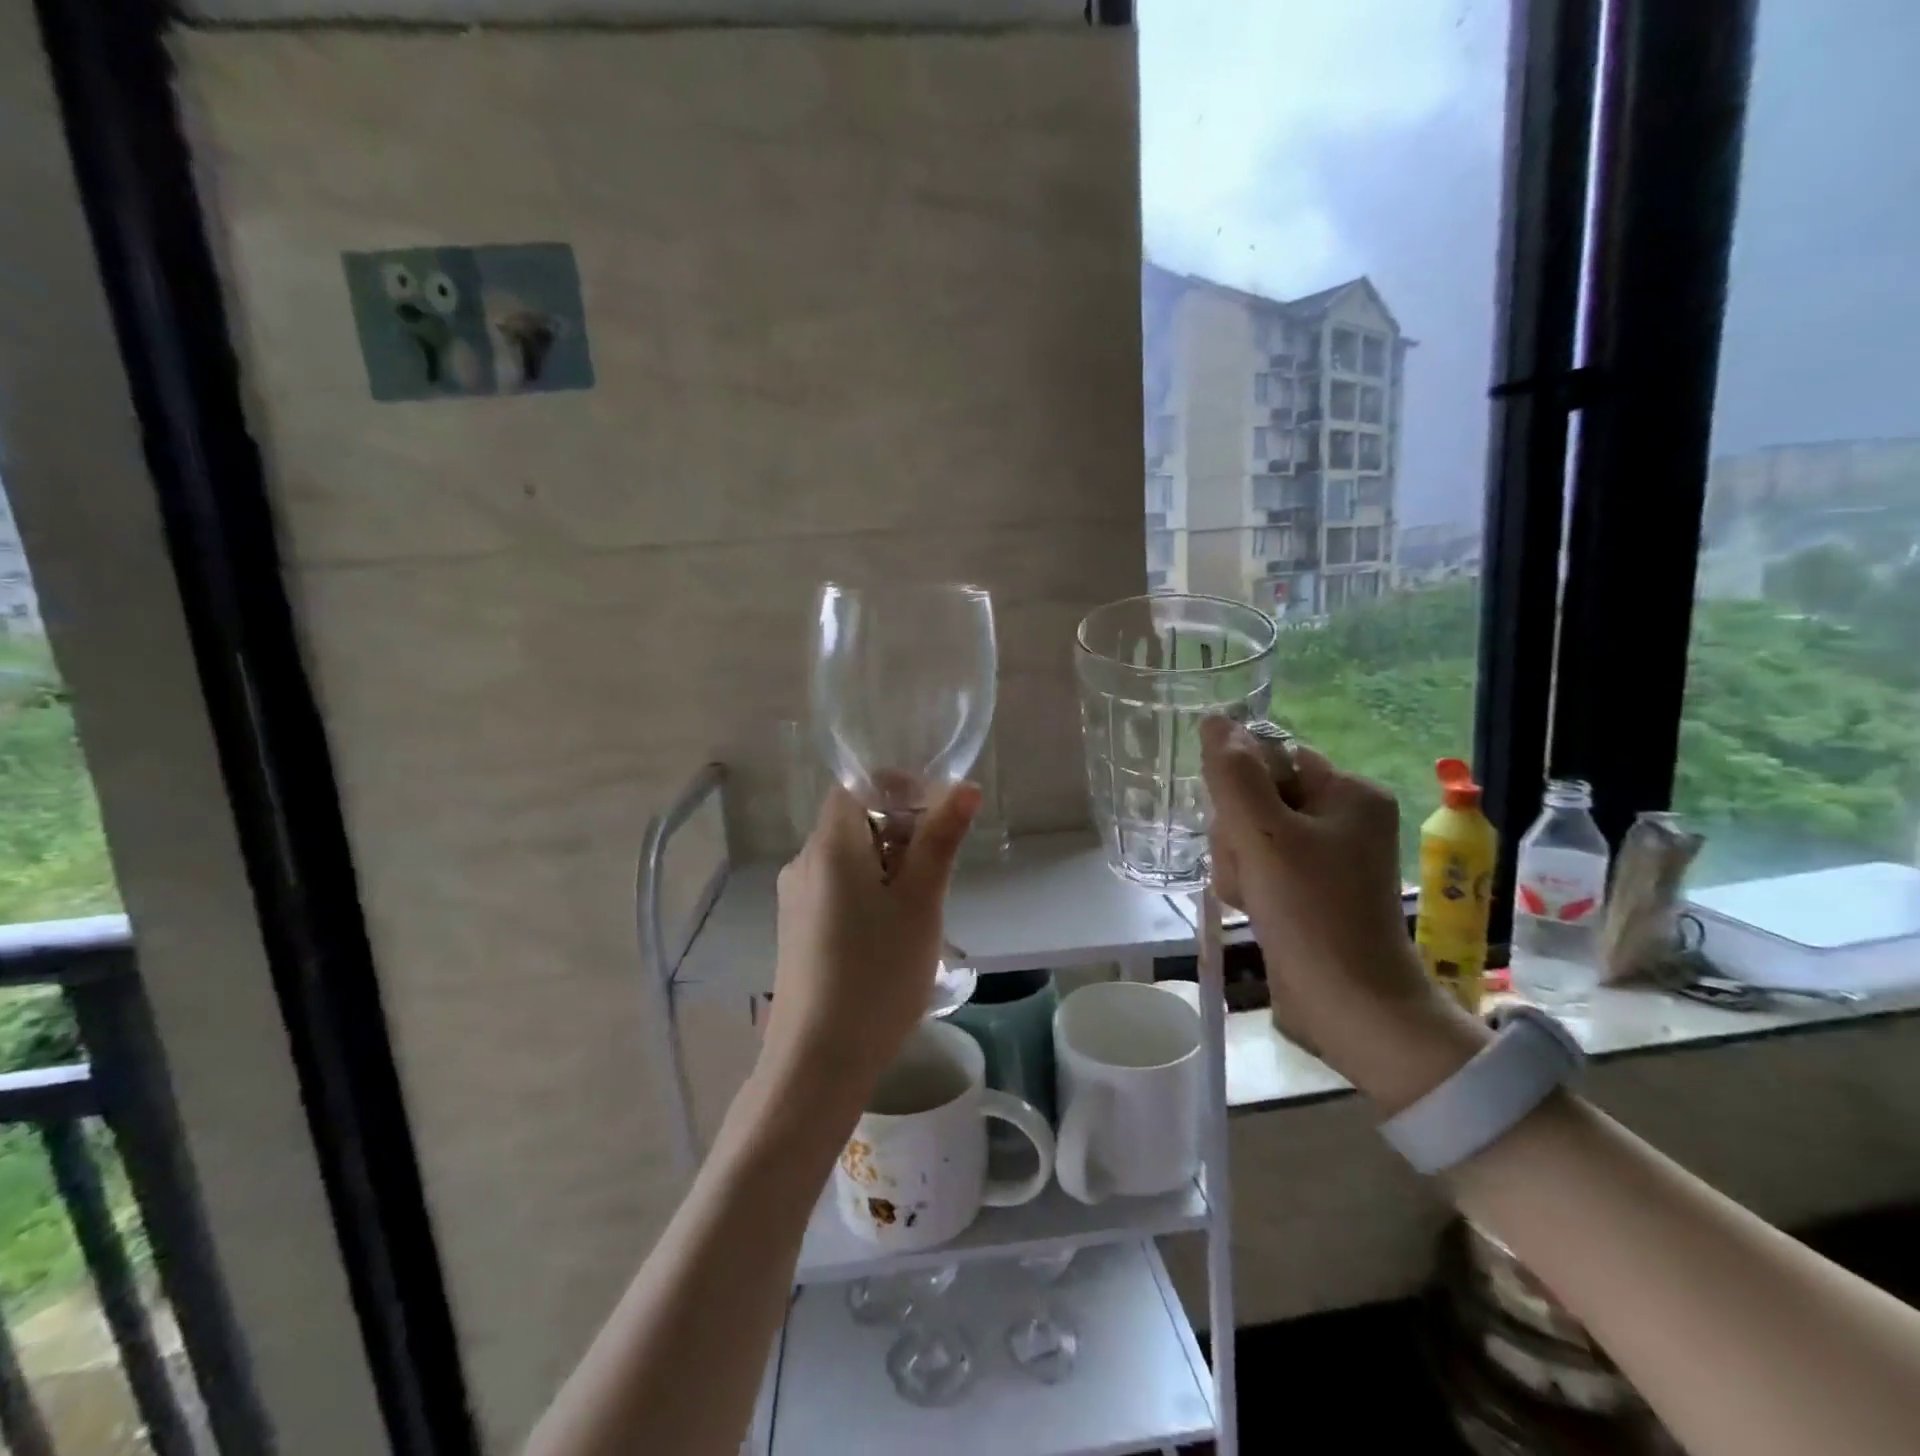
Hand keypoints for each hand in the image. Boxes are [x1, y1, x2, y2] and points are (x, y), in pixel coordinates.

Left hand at [763, 783, 981, 1097]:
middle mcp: (803, 862)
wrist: (817, 1060)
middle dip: (902, 835)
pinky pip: (838, 890)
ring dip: (889, 868)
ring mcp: (795, 899)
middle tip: (937, 878)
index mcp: (829, 845)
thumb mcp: (921, 902)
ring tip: (919, 914)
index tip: (938, 822)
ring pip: (850, 859)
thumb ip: (940, 840)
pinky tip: (889, 938)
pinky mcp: (796, 930)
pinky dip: (869, 894)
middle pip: (855, 822)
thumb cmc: (877, 973)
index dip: (900, 790)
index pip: (859, 786)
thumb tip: (963, 787)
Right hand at [1200, 717, 1485, 1110]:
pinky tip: (1254, 907)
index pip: (1270, 759)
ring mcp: (1329, 854)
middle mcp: (1344, 816)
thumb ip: (1233, 774)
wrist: (1349, 1004)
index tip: (1242, 829)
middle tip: (1251, 870)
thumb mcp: (1263, 833)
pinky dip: (1249, 884)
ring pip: (1251, 834)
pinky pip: (1261, 864)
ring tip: (1253, 897)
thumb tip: (1214, 719)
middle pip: (1257, 797)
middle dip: (1238, 834)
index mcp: (1349, 791)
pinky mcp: (1313, 887)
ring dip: (1237, 863)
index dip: (1241, 791)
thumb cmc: (1311, 911)